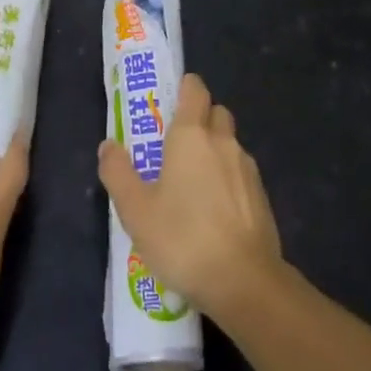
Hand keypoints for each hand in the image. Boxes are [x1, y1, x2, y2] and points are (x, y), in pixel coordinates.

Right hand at [97, 73, 283, 321]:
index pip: (195, 89)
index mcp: (191, 135)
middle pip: (215, 112)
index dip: (185, 88)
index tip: (171, 100)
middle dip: (200, 118)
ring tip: (193, 183)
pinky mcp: (261, 195)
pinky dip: (228, 179)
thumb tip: (108, 145)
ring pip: (230, 143)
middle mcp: (223, 141)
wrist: (244, 281)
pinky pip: (241, 172)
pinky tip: (214, 210)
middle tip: (176, 145)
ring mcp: (247, 168)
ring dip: (214, 150)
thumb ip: (118, 173)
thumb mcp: (135, 210)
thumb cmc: (182, 238)